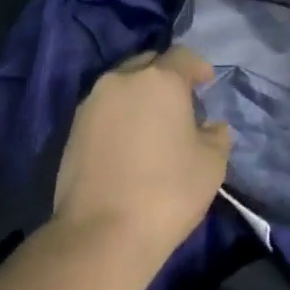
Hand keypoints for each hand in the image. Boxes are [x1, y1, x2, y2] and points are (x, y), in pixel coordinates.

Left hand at [50, 45, 231, 271]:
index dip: (199, 68)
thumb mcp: (212, 164)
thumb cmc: (167, 192)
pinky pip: (104, 109)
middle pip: (149, 64)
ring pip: (122, 85)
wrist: (102, 233)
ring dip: (140, 96)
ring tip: (154, 125)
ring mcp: (92, 103)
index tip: (207, 85)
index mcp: (160, 79)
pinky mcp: (73, 128)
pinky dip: (120, 116)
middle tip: (181, 103)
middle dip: (166, 76)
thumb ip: (216, 135)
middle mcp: (122, 80)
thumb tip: (210, 127)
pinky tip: (130, 143)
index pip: (184, 56)